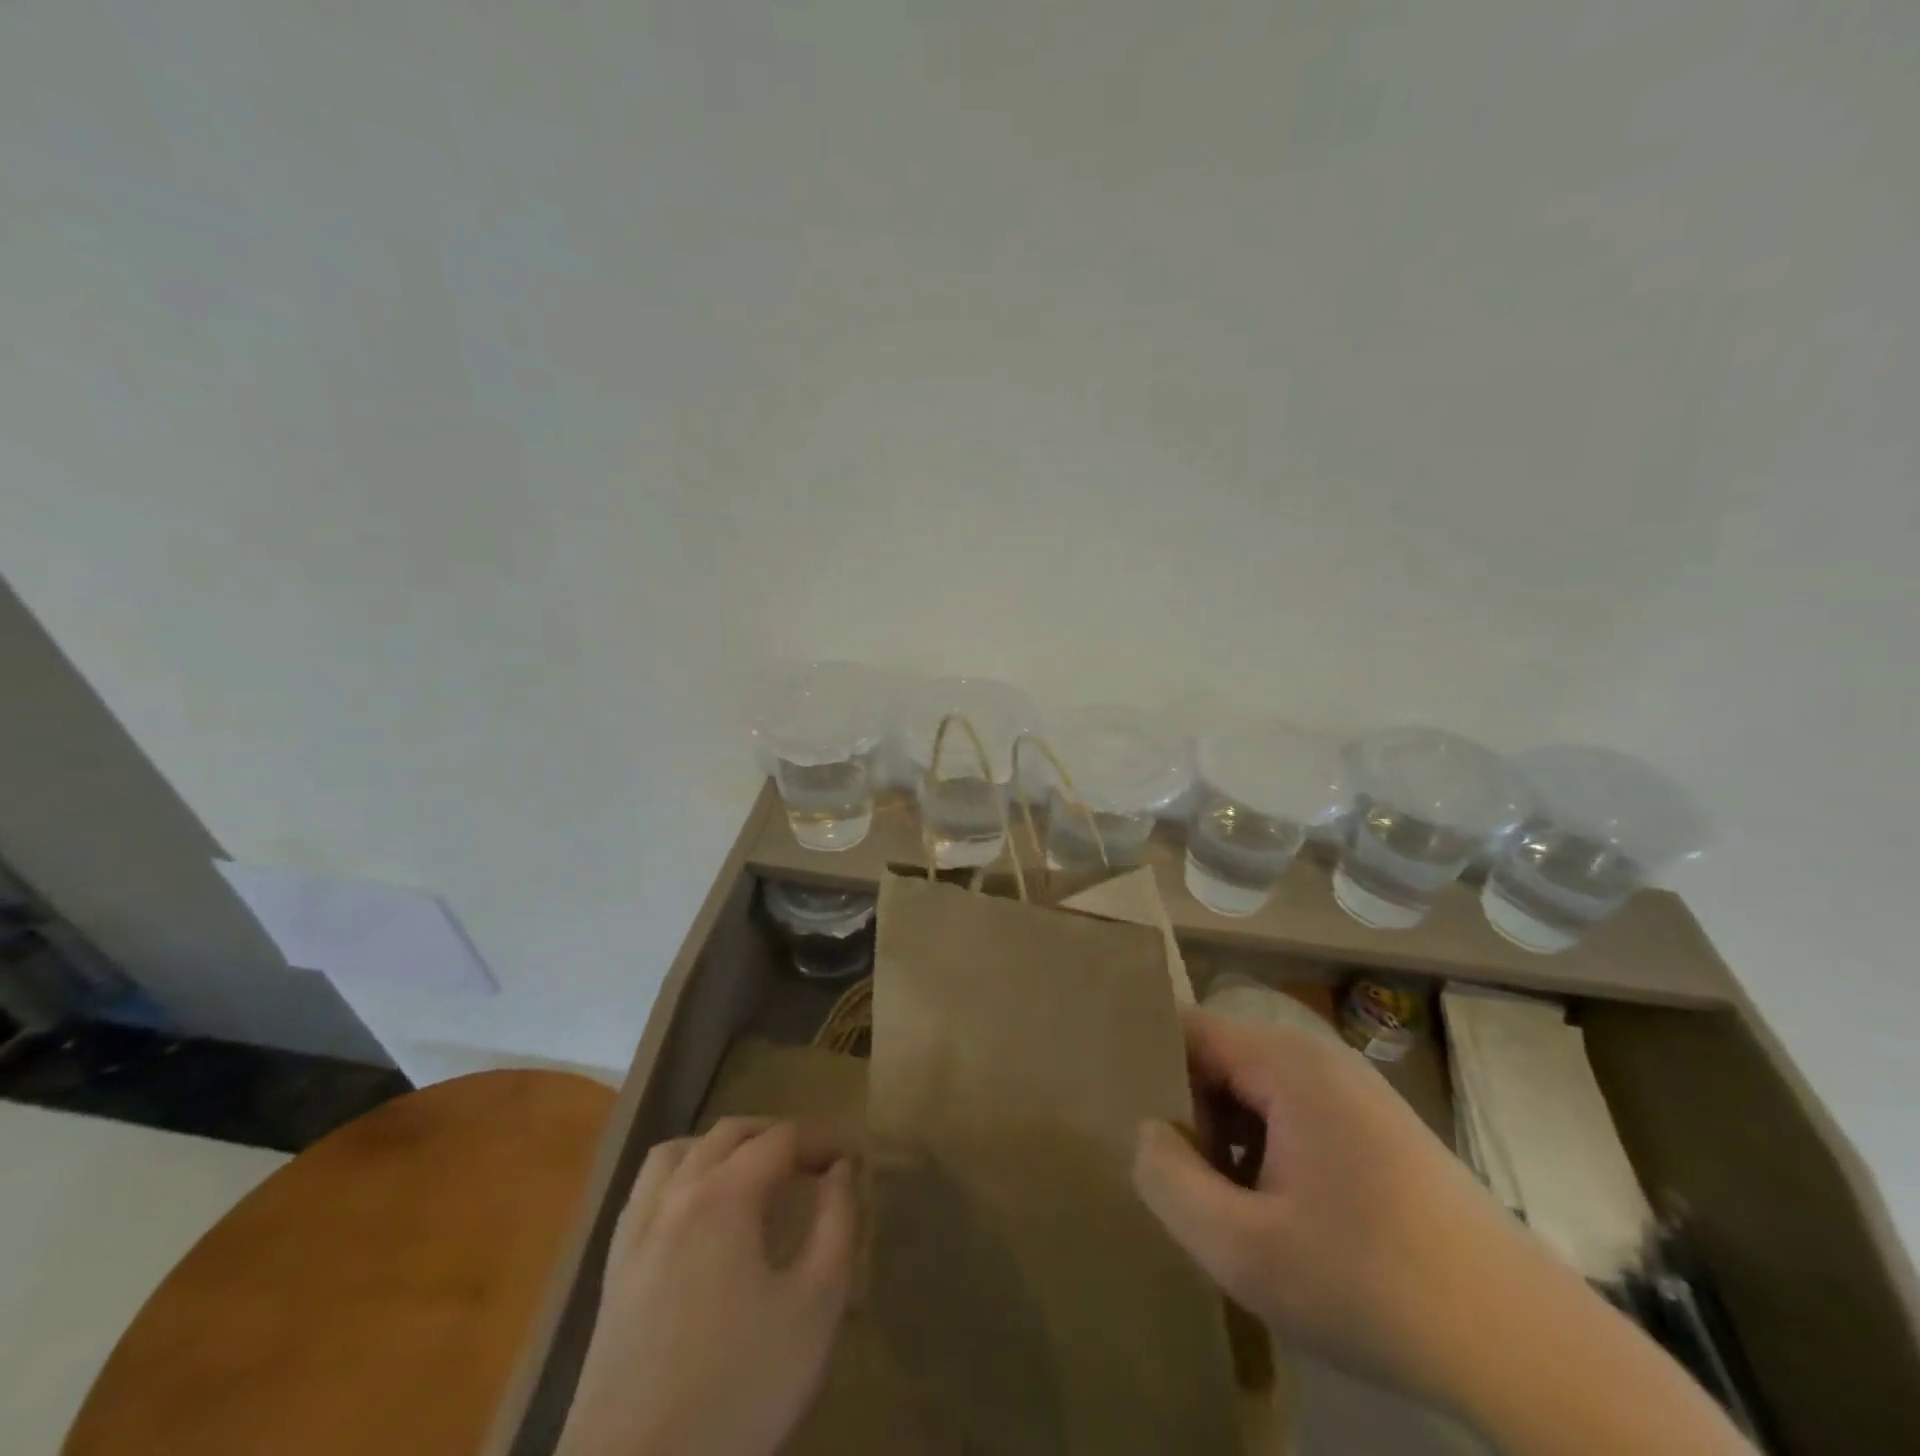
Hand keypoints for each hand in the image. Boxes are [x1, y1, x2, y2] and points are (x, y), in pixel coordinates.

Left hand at [559, 1117, 856, 1455]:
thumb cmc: (739, 1389)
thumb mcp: (815, 1307)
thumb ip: (836, 1224)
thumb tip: (841, 1170)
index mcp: (724, 1196)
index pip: (780, 1138)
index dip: (819, 1140)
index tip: (848, 1160)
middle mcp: (675, 1196)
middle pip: (728, 1134)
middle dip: (775, 1135)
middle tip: (811, 1163)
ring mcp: (636, 1232)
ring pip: (677, 1152)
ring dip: (720, 1147)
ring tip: (751, 1173)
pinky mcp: (613, 1272)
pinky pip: (644, 1192)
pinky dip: (678, 1177)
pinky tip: (695, 1214)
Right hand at [1131, 1009, 1531, 1405]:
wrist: (1528, 1348)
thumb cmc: (1371, 1283)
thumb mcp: (1243, 1248)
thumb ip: (1167, 1180)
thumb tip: (1144, 1132)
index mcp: (1287, 1062)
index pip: (1189, 1032)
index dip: (1153, 1074)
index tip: (1137, 1130)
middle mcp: (1321, 1058)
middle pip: (1223, 1061)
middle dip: (1193, 1116)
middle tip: (1184, 1184)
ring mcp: (1357, 1093)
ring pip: (1260, 1093)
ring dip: (1232, 1141)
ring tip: (1230, 1208)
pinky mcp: (1382, 1130)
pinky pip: (1298, 1118)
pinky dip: (1272, 1154)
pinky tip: (1284, 1219)